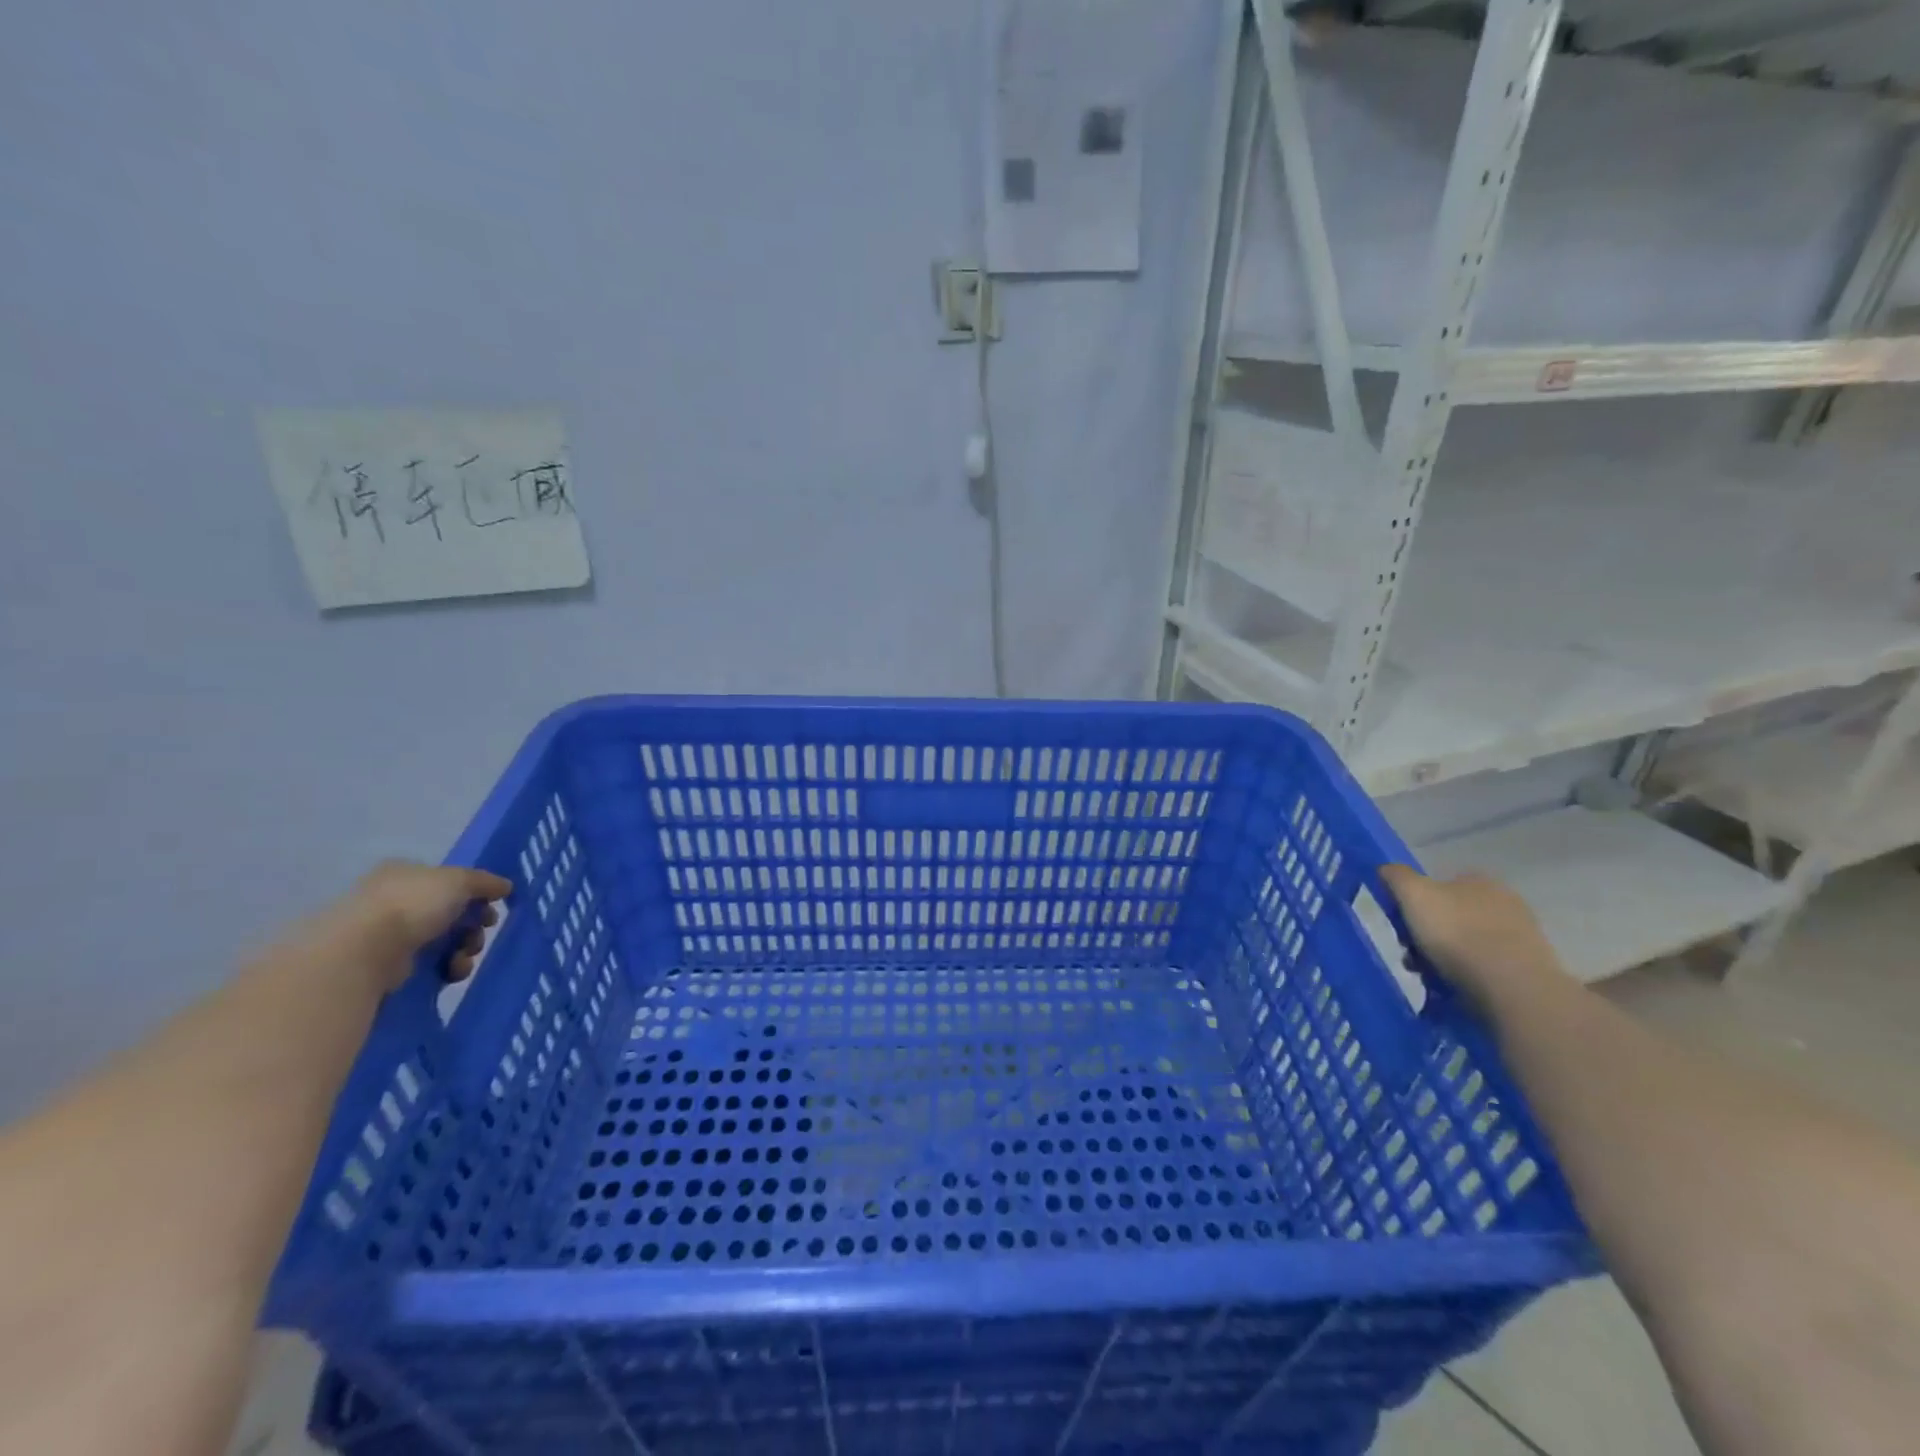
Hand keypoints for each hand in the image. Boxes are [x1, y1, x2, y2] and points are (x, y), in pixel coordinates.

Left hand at [350, 862, 512, 989]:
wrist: (366, 951)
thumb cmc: (413, 904)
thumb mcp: (460, 880)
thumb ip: (486, 882)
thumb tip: (506, 886)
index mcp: (405, 873)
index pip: (448, 881)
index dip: (474, 893)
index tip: (491, 907)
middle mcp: (394, 900)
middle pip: (451, 912)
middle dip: (473, 925)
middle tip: (481, 932)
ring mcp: (388, 934)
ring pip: (444, 940)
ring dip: (464, 948)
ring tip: (464, 957)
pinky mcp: (387, 965)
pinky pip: (429, 964)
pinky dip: (447, 968)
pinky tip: (451, 971)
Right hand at [1378, 865, 1564, 1012]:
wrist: (1512, 986)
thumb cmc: (1456, 933)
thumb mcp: (1413, 894)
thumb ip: (1396, 876)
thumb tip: (1387, 870)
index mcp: (1479, 881)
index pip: (1440, 885)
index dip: (1416, 903)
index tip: (1402, 926)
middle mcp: (1505, 902)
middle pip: (1451, 916)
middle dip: (1427, 935)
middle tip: (1411, 956)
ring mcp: (1521, 937)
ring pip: (1466, 943)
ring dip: (1443, 958)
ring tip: (1428, 978)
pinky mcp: (1528, 970)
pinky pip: (1485, 968)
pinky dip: (1467, 976)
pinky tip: (1454, 989)